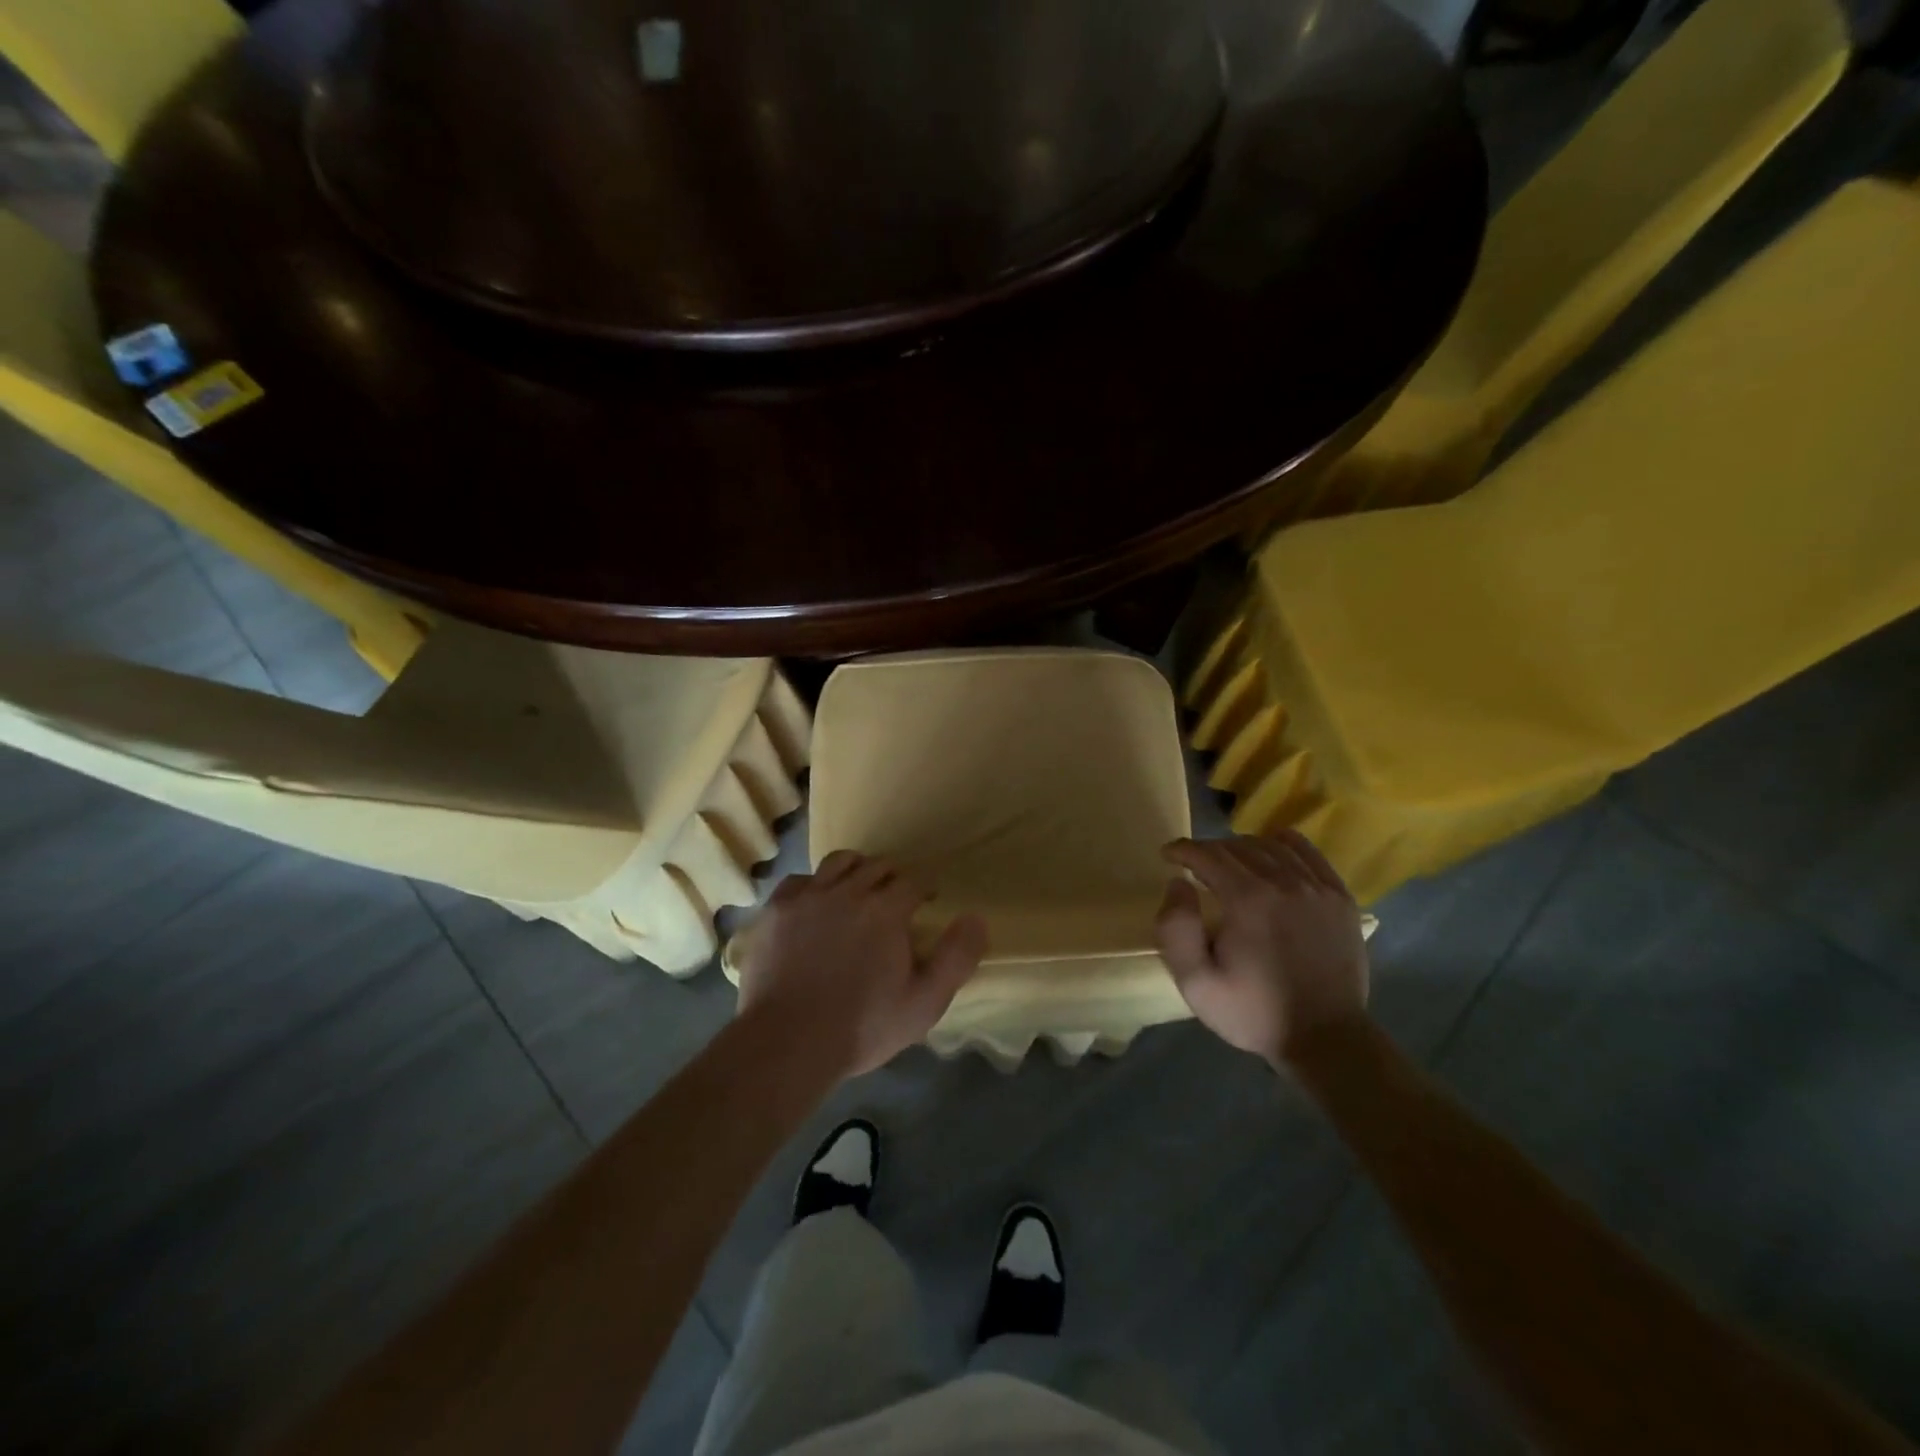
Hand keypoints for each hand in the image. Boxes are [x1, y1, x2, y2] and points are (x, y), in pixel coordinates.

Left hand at [737, 851, 988, 1076]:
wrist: (787, 1043)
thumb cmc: (862, 1027)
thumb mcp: (924, 1003)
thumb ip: (956, 958)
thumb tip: (976, 917)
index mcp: (886, 911)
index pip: (913, 882)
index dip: (924, 889)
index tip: (927, 902)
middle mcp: (848, 891)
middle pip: (877, 867)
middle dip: (892, 879)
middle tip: (895, 901)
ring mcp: (808, 897)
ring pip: (839, 863)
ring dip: (855, 870)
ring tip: (857, 891)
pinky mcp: (776, 909)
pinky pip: (800, 880)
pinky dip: (814, 885)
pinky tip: (815, 904)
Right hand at [1155, 832, 1369, 1067]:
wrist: (1325, 1039)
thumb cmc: (1253, 1012)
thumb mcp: (1196, 982)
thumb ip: (1175, 929)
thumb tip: (1178, 883)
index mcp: (1247, 900)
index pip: (1207, 855)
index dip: (1182, 850)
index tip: (1168, 855)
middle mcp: (1283, 882)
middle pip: (1237, 846)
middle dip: (1208, 850)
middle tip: (1194, 866)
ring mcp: (1317, 887)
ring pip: (1271, 845)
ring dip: (1241, 847)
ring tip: (1229, 863)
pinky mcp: (1340, 897)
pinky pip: (1307, 852)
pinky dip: (1282, 845)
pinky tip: (1271, 857)